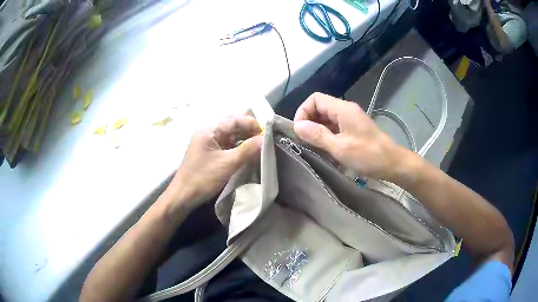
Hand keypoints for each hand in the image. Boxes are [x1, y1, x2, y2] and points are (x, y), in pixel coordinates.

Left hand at [166, 114, 261, 211]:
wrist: (183, 196)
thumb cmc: (202, 178)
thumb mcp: (227, 164)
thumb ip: (247, 150)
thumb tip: (266, 139)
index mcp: (209, 130)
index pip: (235, 119)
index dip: (252, 123)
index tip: (267, 133)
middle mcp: (209, 131)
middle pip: (233, 124)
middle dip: (250, 130)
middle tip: (266, 138)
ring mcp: (209, 142)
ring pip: (232, 135)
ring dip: (246, 138)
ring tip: (261, 145)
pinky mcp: (211, 152)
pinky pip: (228, 144)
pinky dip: (239, 146)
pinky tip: (249, 152)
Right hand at [293, 92, 407, 180]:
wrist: (392, 163)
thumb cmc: (367, 155)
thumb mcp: (339, 147)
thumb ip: (317, 135)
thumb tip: (297, 126)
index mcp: (342, 109)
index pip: (315, 99)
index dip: (303, 111)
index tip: (299, 131)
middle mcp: (345, 110)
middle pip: (320, 108)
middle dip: (309, 122)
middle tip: (303, 141)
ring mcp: (350, 119)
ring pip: (326, 119)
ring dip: (317, 131)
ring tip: (312, 147)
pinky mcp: (354, 129)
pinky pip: (335, 127)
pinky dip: (327, 136)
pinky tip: (324, 150)